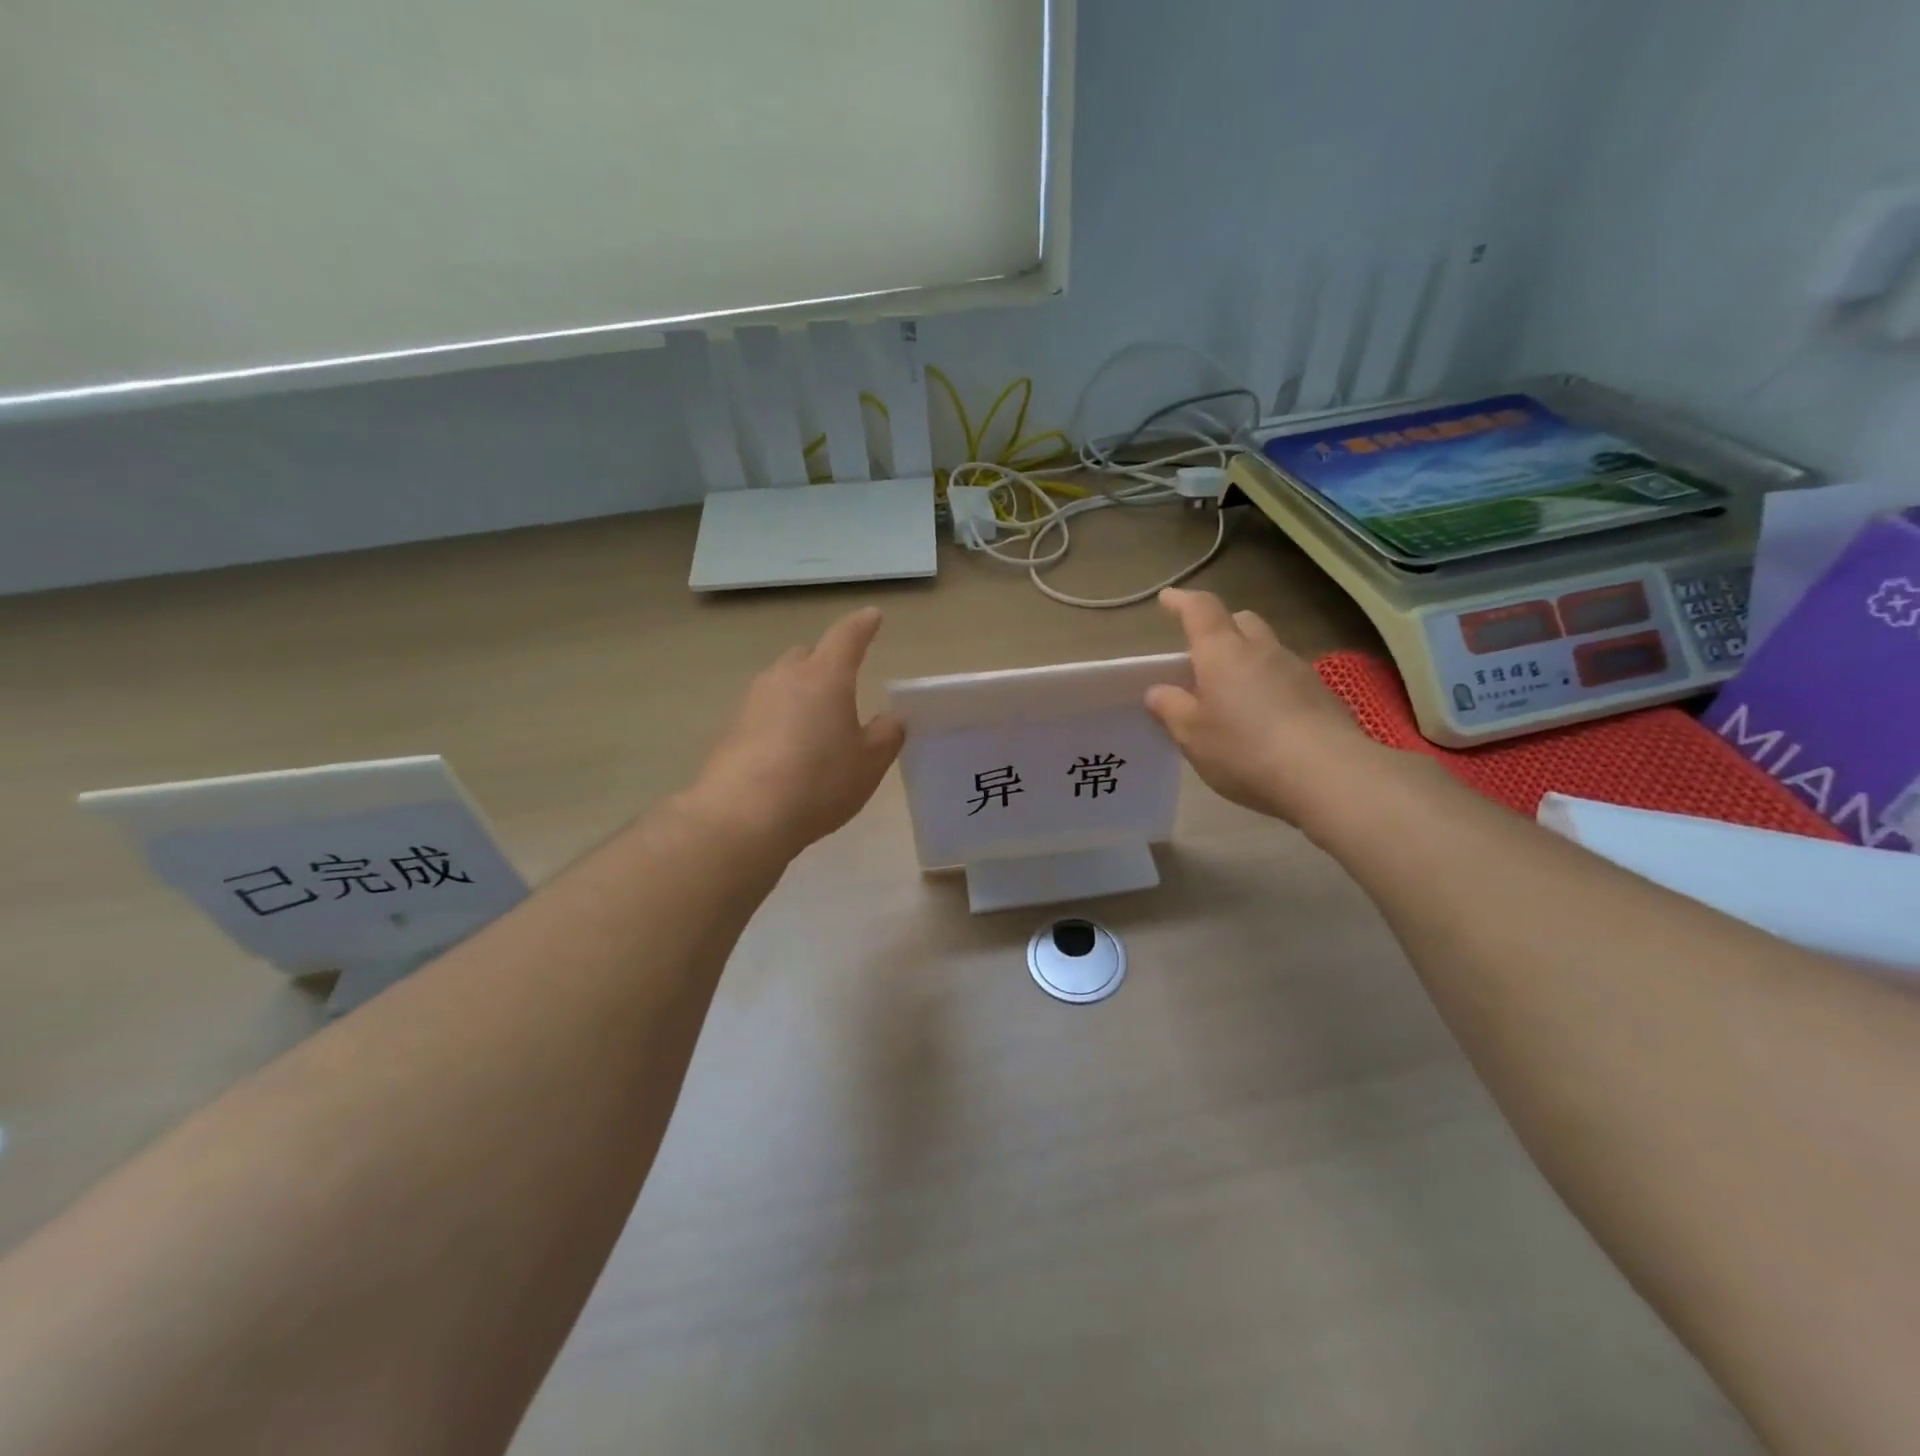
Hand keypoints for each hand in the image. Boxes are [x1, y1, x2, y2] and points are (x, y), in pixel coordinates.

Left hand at [691, 607, 904, 855]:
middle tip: (842, 682)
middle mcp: (784, 678)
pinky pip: (763, 711)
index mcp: (825, 678)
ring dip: (800, 693)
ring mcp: (752, 701)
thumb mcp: (869, 764)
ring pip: (782, 683)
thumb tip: (891, 718)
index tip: (872, 616)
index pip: (847, 638)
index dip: (862, 626)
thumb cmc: (818, 783)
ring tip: (815, 724)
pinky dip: (779, 719)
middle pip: (807, 656)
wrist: (742, 816)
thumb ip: (886, 735)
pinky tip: (787, 750)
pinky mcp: (730, 728)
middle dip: (826, 661)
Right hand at [1145, 588, 1386, 826]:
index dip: (1182, 601)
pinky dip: (1269, 687)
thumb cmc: (1244, 749)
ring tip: (1232, 695)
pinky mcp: (1322, 696)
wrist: (1328, 775)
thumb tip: (1158, 691)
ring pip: (1266, 650)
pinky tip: (1264, 719)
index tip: (1167, 598)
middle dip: (1220, 628)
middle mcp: (1261, 650)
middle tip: (1202, 652)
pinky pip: (1286, 678)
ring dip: (1247, 661)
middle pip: (1241, 621)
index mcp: (1222, 652)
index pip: (1200, 610)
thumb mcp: (1192, 735)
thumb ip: (1171, 708)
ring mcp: (1297, 670)